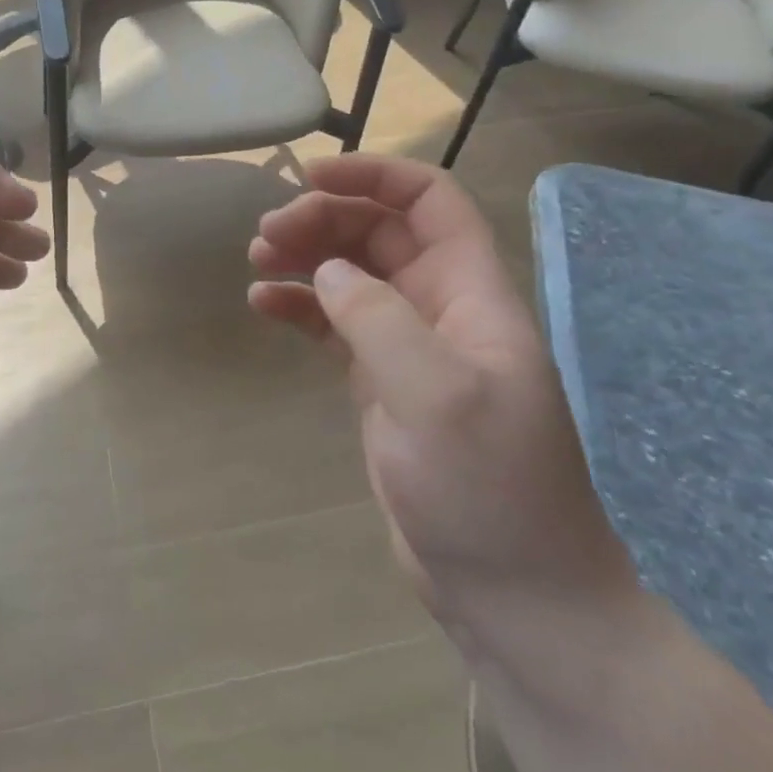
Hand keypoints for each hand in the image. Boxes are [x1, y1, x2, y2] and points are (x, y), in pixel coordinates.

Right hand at [248, 155, 635, 637]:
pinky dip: (298, 305)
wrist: (515, 597)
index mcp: (470, 293)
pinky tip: (262, 304)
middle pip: (378, 231)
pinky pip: (333, 323)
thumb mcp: (436, 395)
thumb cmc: (490, 489)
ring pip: (350, 272)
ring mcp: (408, 345)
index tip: (310, 177)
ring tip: (256, 260)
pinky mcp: (380, 382)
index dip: (374, 174)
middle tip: (266, 235)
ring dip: (304, 256)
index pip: (430, 201)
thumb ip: (378, 318)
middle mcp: (439, 307)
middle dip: (322, 218)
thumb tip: (327, 270)